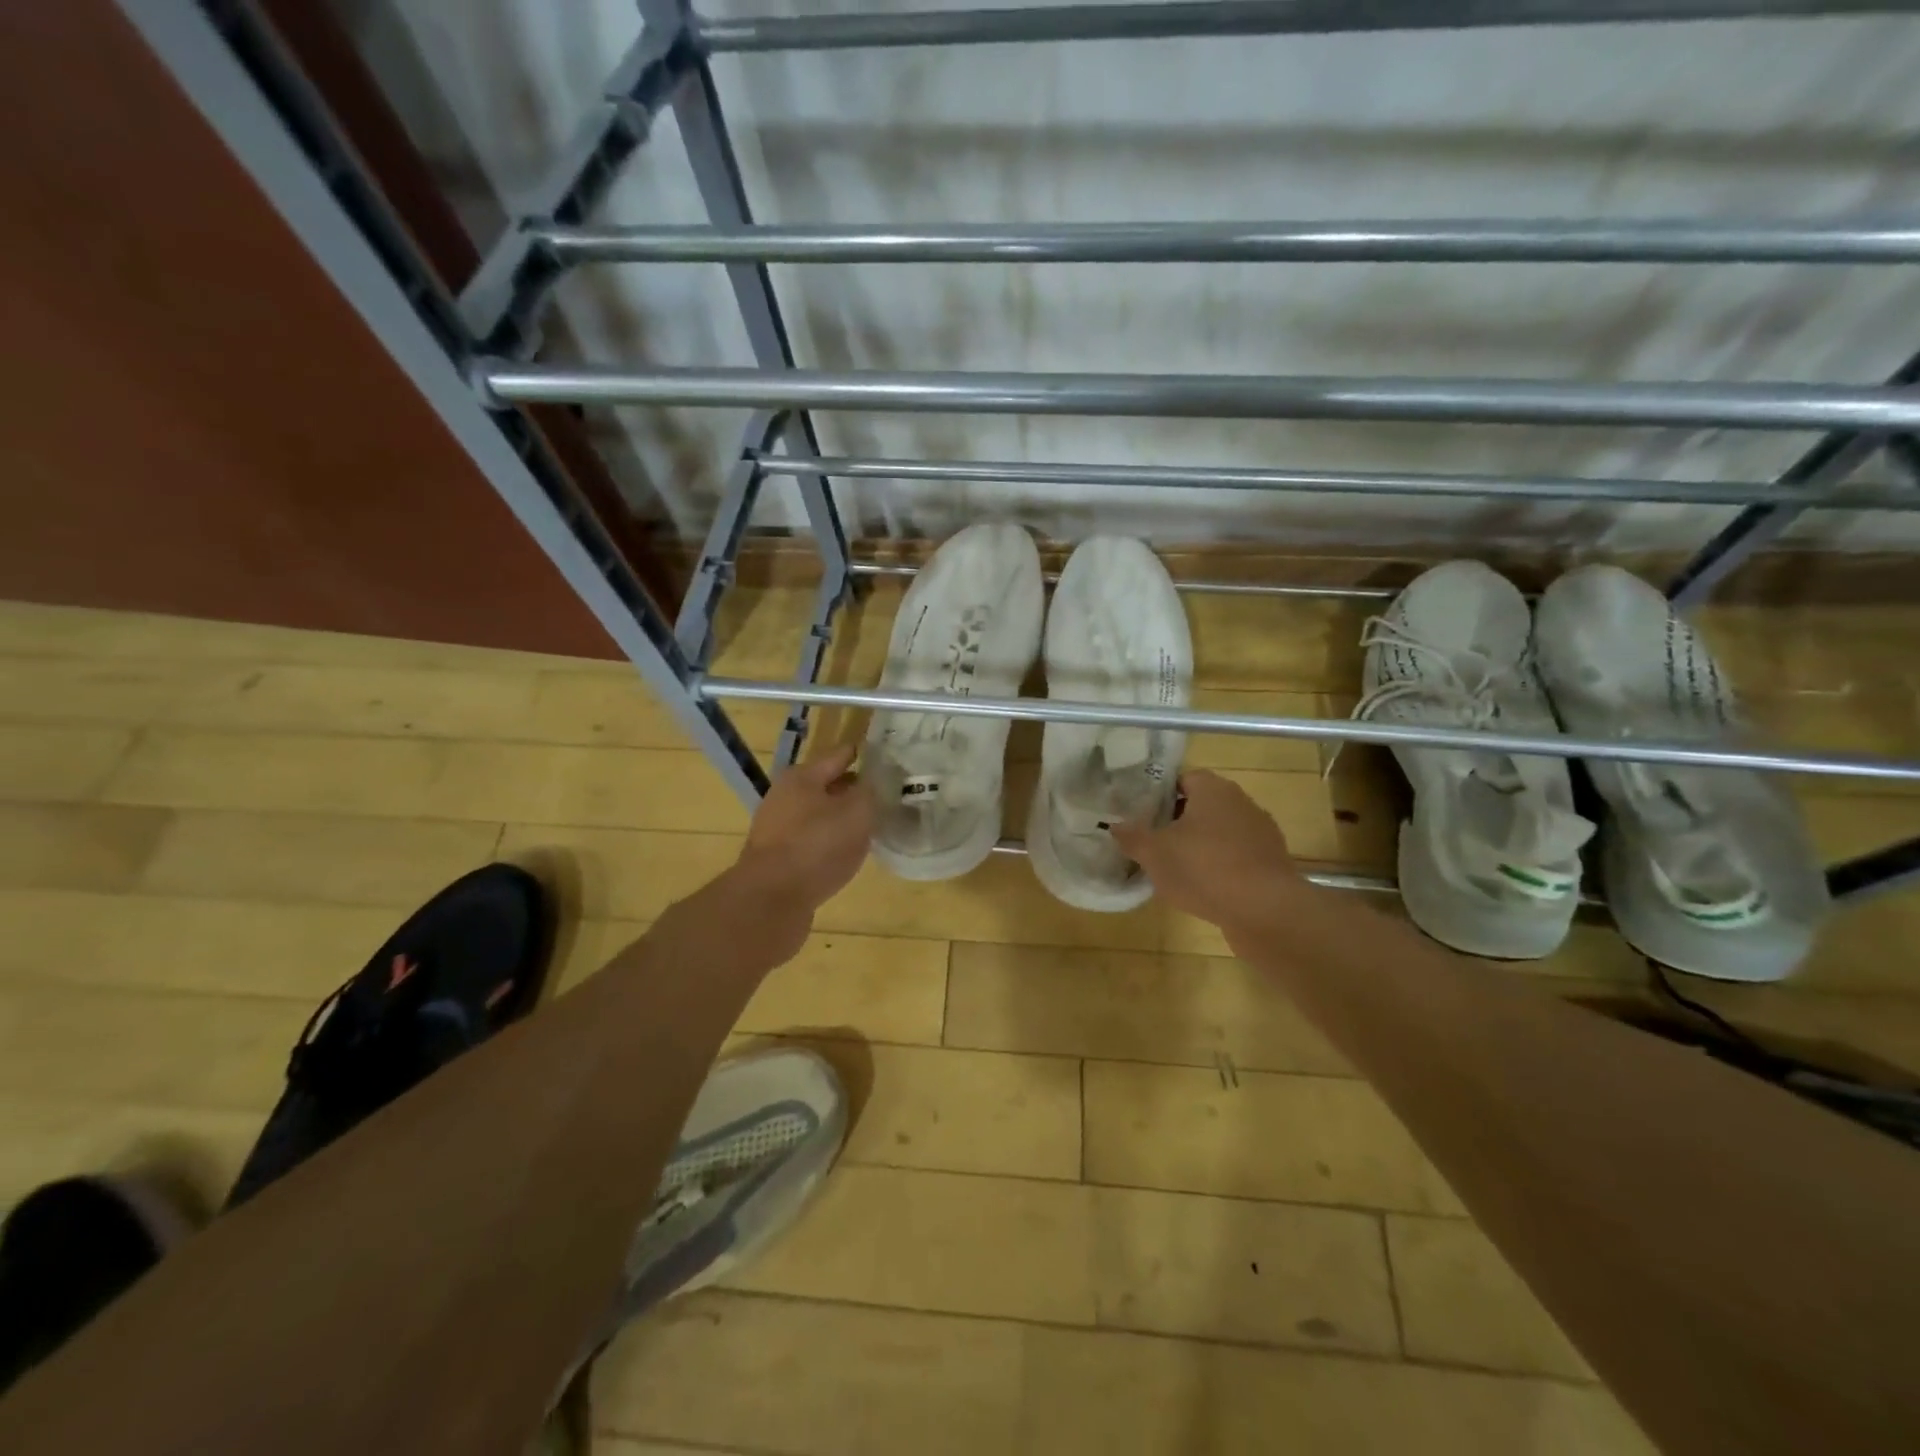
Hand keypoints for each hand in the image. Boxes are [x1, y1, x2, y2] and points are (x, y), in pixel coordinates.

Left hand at [733, 741, 873, 916]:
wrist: (771, 900)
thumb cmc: (816, 846)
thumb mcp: (857, 812)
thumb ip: (872, 791)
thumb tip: (879, 779)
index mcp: (802, 776)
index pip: (841, 754)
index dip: (867, 755)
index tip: (892, 758)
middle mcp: (785, 796)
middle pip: (829, 785)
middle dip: (857, 789)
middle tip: (889, 795)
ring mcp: (779, 828)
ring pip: (821, 815)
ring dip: (845, 818)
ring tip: (874, 826)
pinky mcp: (779, 858)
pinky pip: (813, 841)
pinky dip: (832, 842)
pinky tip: (850, 853)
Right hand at [1110, 770, 1302, 931]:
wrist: (1265, 911)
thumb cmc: (1204, 869)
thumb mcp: (1154, 853)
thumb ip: (1132, 836)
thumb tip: (1114, 825)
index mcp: (1214, 790)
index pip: (1184, 778)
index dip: (1160, 793)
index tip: (1141, 812)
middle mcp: (1241, 803)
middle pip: (1202, 805)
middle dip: (1177, 820)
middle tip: (1152, 840)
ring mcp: (1260, 833)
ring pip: (1220, 832)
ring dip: (1199, 845)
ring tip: (1175, 867)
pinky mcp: (1270, 863)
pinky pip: (1236, 856)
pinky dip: (1219, 866)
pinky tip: (1203, 888)